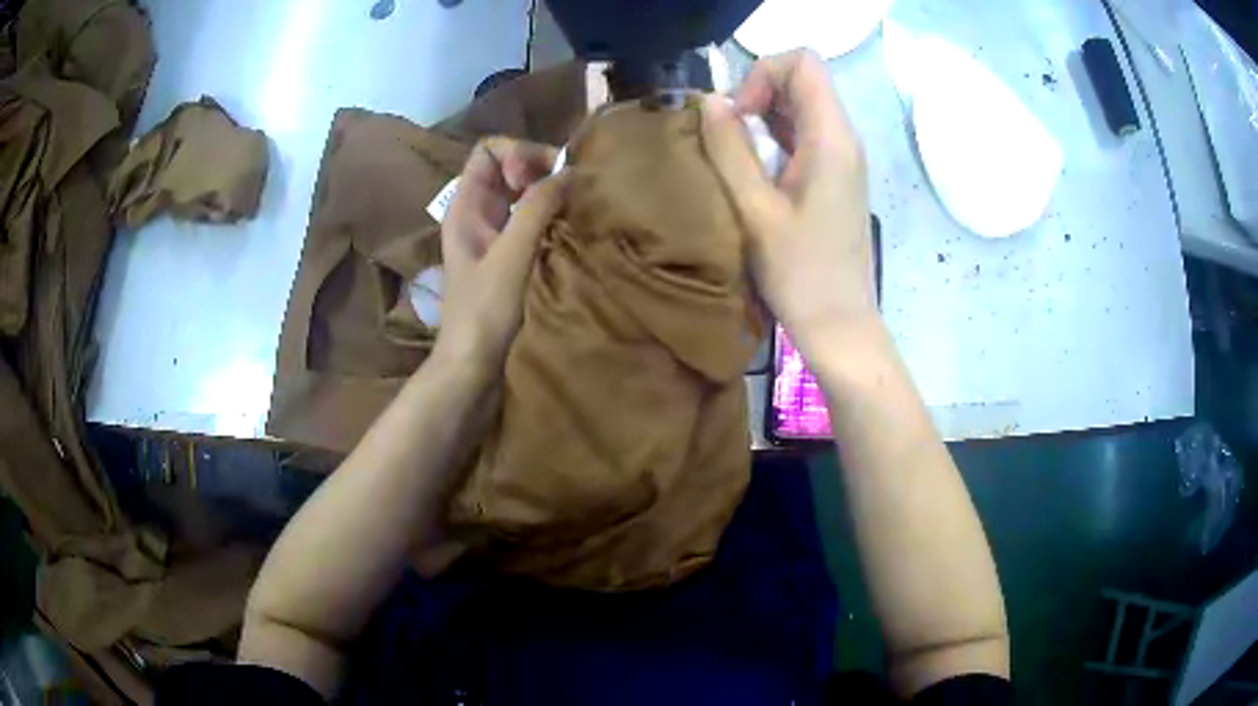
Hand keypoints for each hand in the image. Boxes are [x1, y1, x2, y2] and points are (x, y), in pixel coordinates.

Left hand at [436, 137, 568, 376]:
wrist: (473, 365)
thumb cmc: (485, 312)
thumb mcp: (511, 255)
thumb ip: (536, 208)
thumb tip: (569, 171)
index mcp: (465, 205)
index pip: (487, 150)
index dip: (516, 153)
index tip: (538, 178)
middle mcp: (477, 212)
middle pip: (507, 166)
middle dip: (539, 167)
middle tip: (567, 188)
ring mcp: (492, 233)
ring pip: (521, 192)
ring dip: (548, 191)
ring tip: (574, 204)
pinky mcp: (507, 254)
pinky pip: (529, 217)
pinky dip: (550, 213)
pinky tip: (568, 226)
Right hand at [701, 50, 877, 358]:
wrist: (839, 325)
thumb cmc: (799, 273)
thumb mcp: (755, 209)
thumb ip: (730, 148)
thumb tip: (711, 100)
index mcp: (832, 138)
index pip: (803, 62)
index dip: (763, 74)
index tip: (739, 115)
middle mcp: (844, 138)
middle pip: (803, 80)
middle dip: (759, 92)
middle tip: (730, 135)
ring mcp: (843, 158)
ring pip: (802, 106)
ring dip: (764, 116)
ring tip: (737, 154)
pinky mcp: (836, 177)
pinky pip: (805, 135)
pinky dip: (775, 137)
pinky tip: (755, 171)